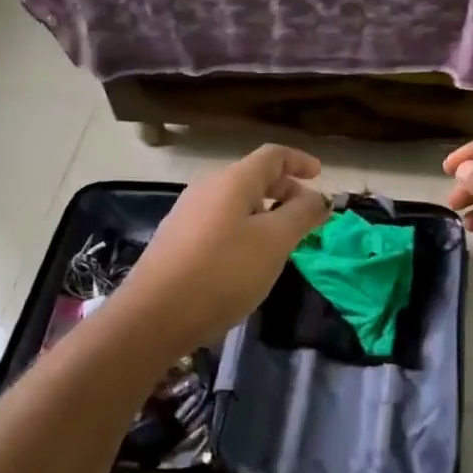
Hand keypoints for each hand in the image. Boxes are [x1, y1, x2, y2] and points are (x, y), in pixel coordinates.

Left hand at [113, 144, 330, 352]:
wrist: (153, 316)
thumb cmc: (222, 273)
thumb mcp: (274, 242)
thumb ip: (301, 215)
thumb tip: (319, 198)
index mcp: (233, 181)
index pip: (272, 155)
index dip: (299, 161)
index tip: (320, 176)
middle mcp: (207, 189)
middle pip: (253, 177)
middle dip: (285, 190)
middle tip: (306, 216)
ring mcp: (187, 214)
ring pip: (236, 202)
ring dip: (265, 212)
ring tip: (282, 241)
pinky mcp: (177, 241)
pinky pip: (220, 222)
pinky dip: (244, 229)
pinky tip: (248, 260)